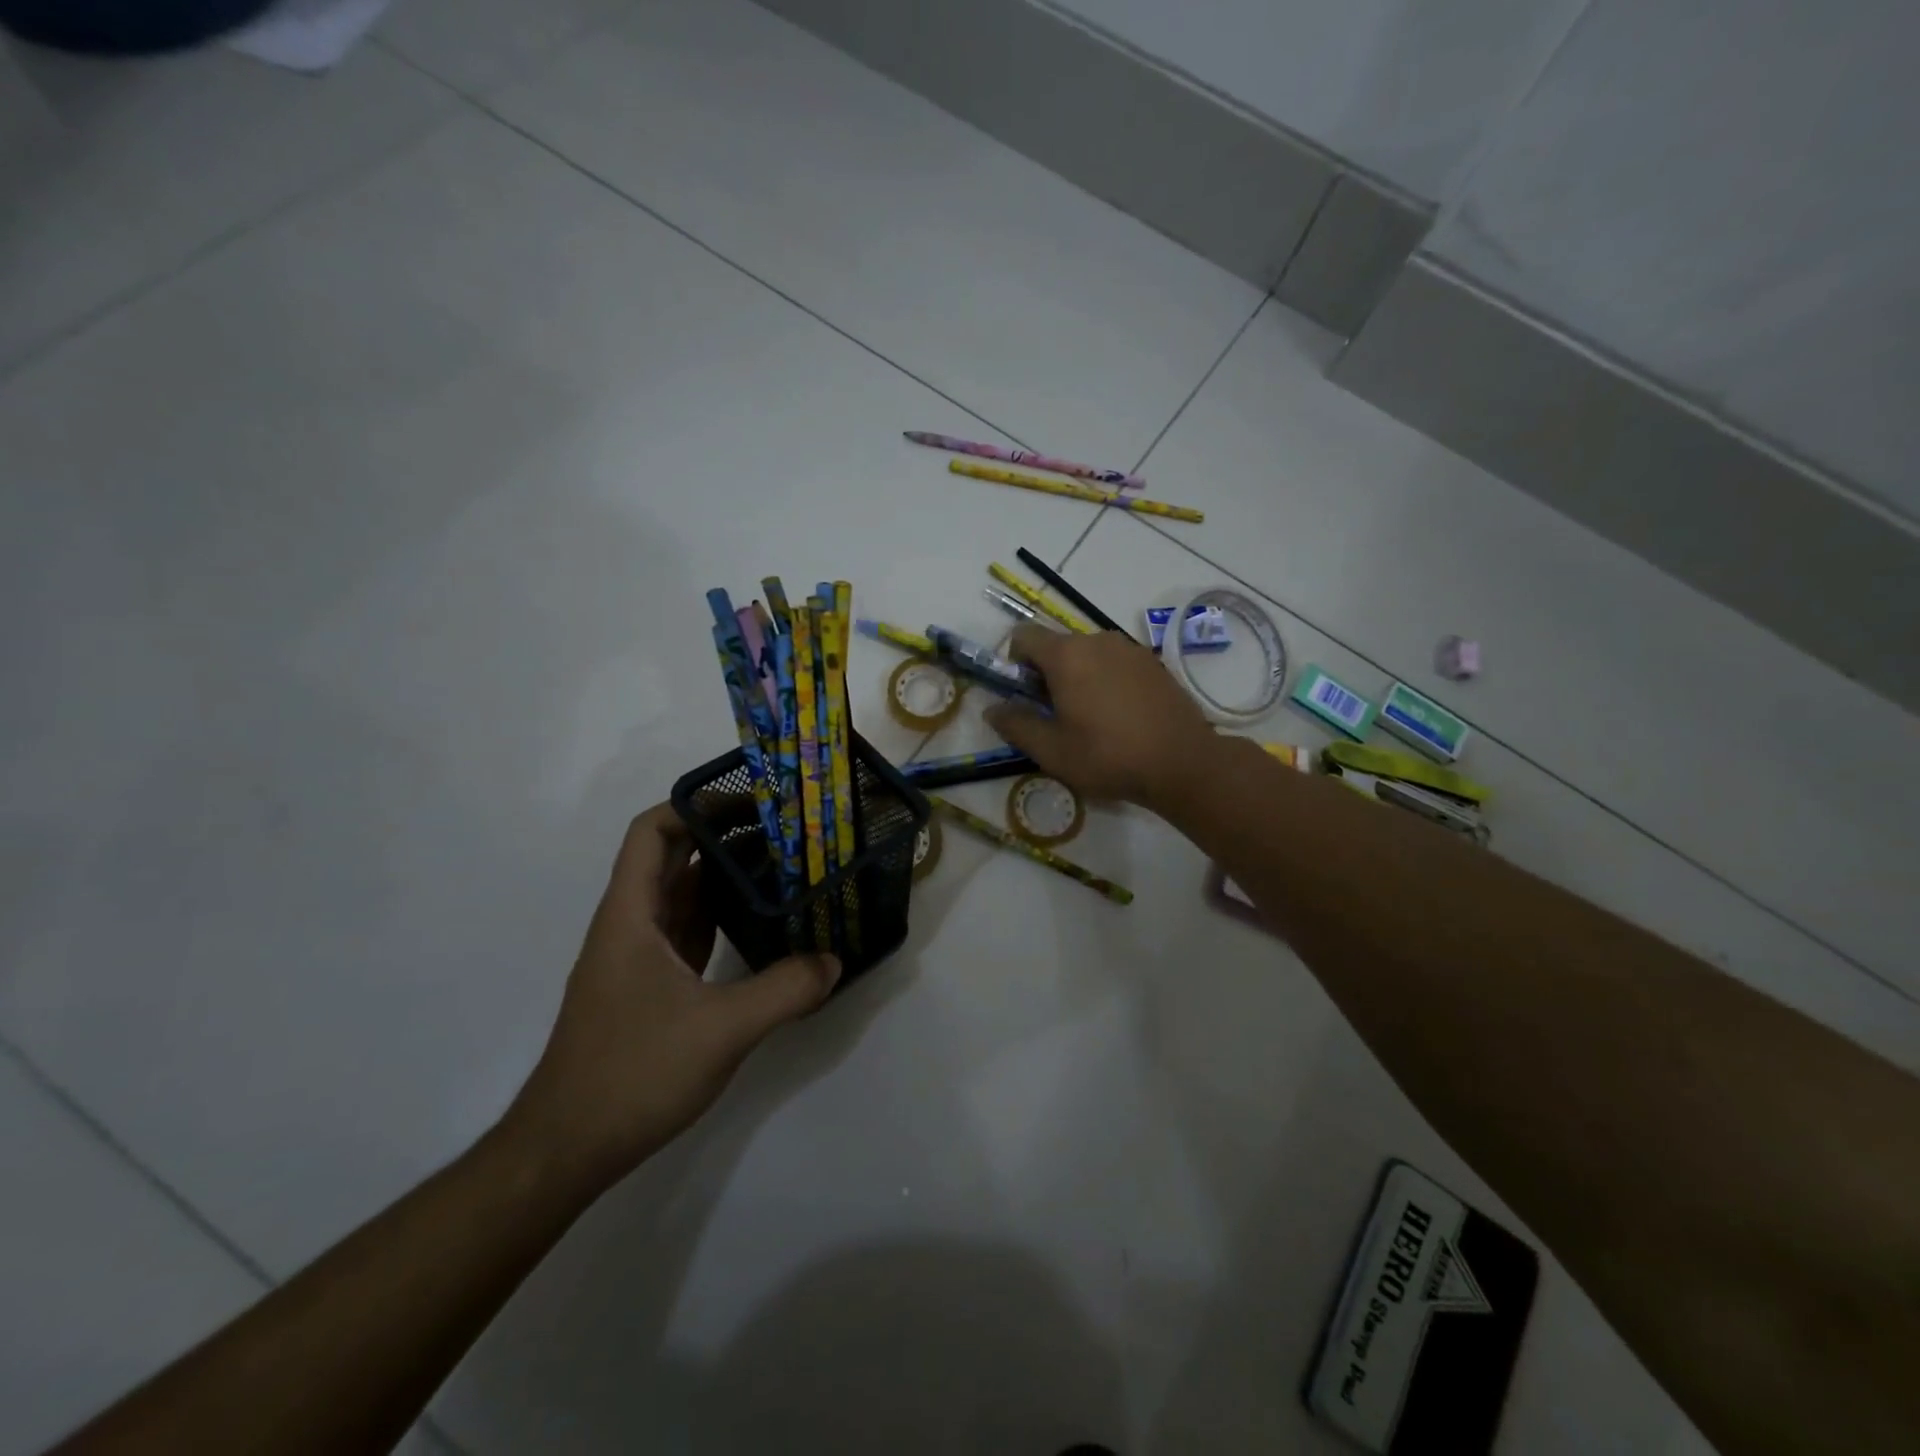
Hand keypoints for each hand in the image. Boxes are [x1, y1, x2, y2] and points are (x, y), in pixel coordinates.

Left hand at [505, 804, 839, 1193]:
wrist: (566, 1149)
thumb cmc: (632, 1073)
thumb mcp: (721, 1029)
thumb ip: (784, 990)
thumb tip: (835, 960)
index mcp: (631, 916)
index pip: (651, 832)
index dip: (694, 805)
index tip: (749, 801)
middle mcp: (631, 926)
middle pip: (671, 858)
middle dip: (722, 835)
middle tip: (782, 827)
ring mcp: (639, 959)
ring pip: (682, 896)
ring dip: (724, 875)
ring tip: (782, 862)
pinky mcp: (651, 988)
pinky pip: (689, 931)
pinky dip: (721, 915)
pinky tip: (760, 920)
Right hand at [984, 624, 1217, 806]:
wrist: (1183, 762)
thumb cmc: (1108, 756)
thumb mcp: (1052, 750)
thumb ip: (1016, 725)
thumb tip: (992, 709)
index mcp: (1067, 655)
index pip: (1023, 636)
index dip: (1014, 663)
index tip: (1025, 696)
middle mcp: (1097, 640)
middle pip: (1057, 646)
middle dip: (1047, 675)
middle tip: (1057, 717)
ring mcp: (1129, 649)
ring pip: (1088, 655)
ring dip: (1078, 678)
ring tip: (1091, 720)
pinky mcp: (1153, 663)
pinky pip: (1115, 663)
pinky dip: (1106, 681)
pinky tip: (1120, 717)